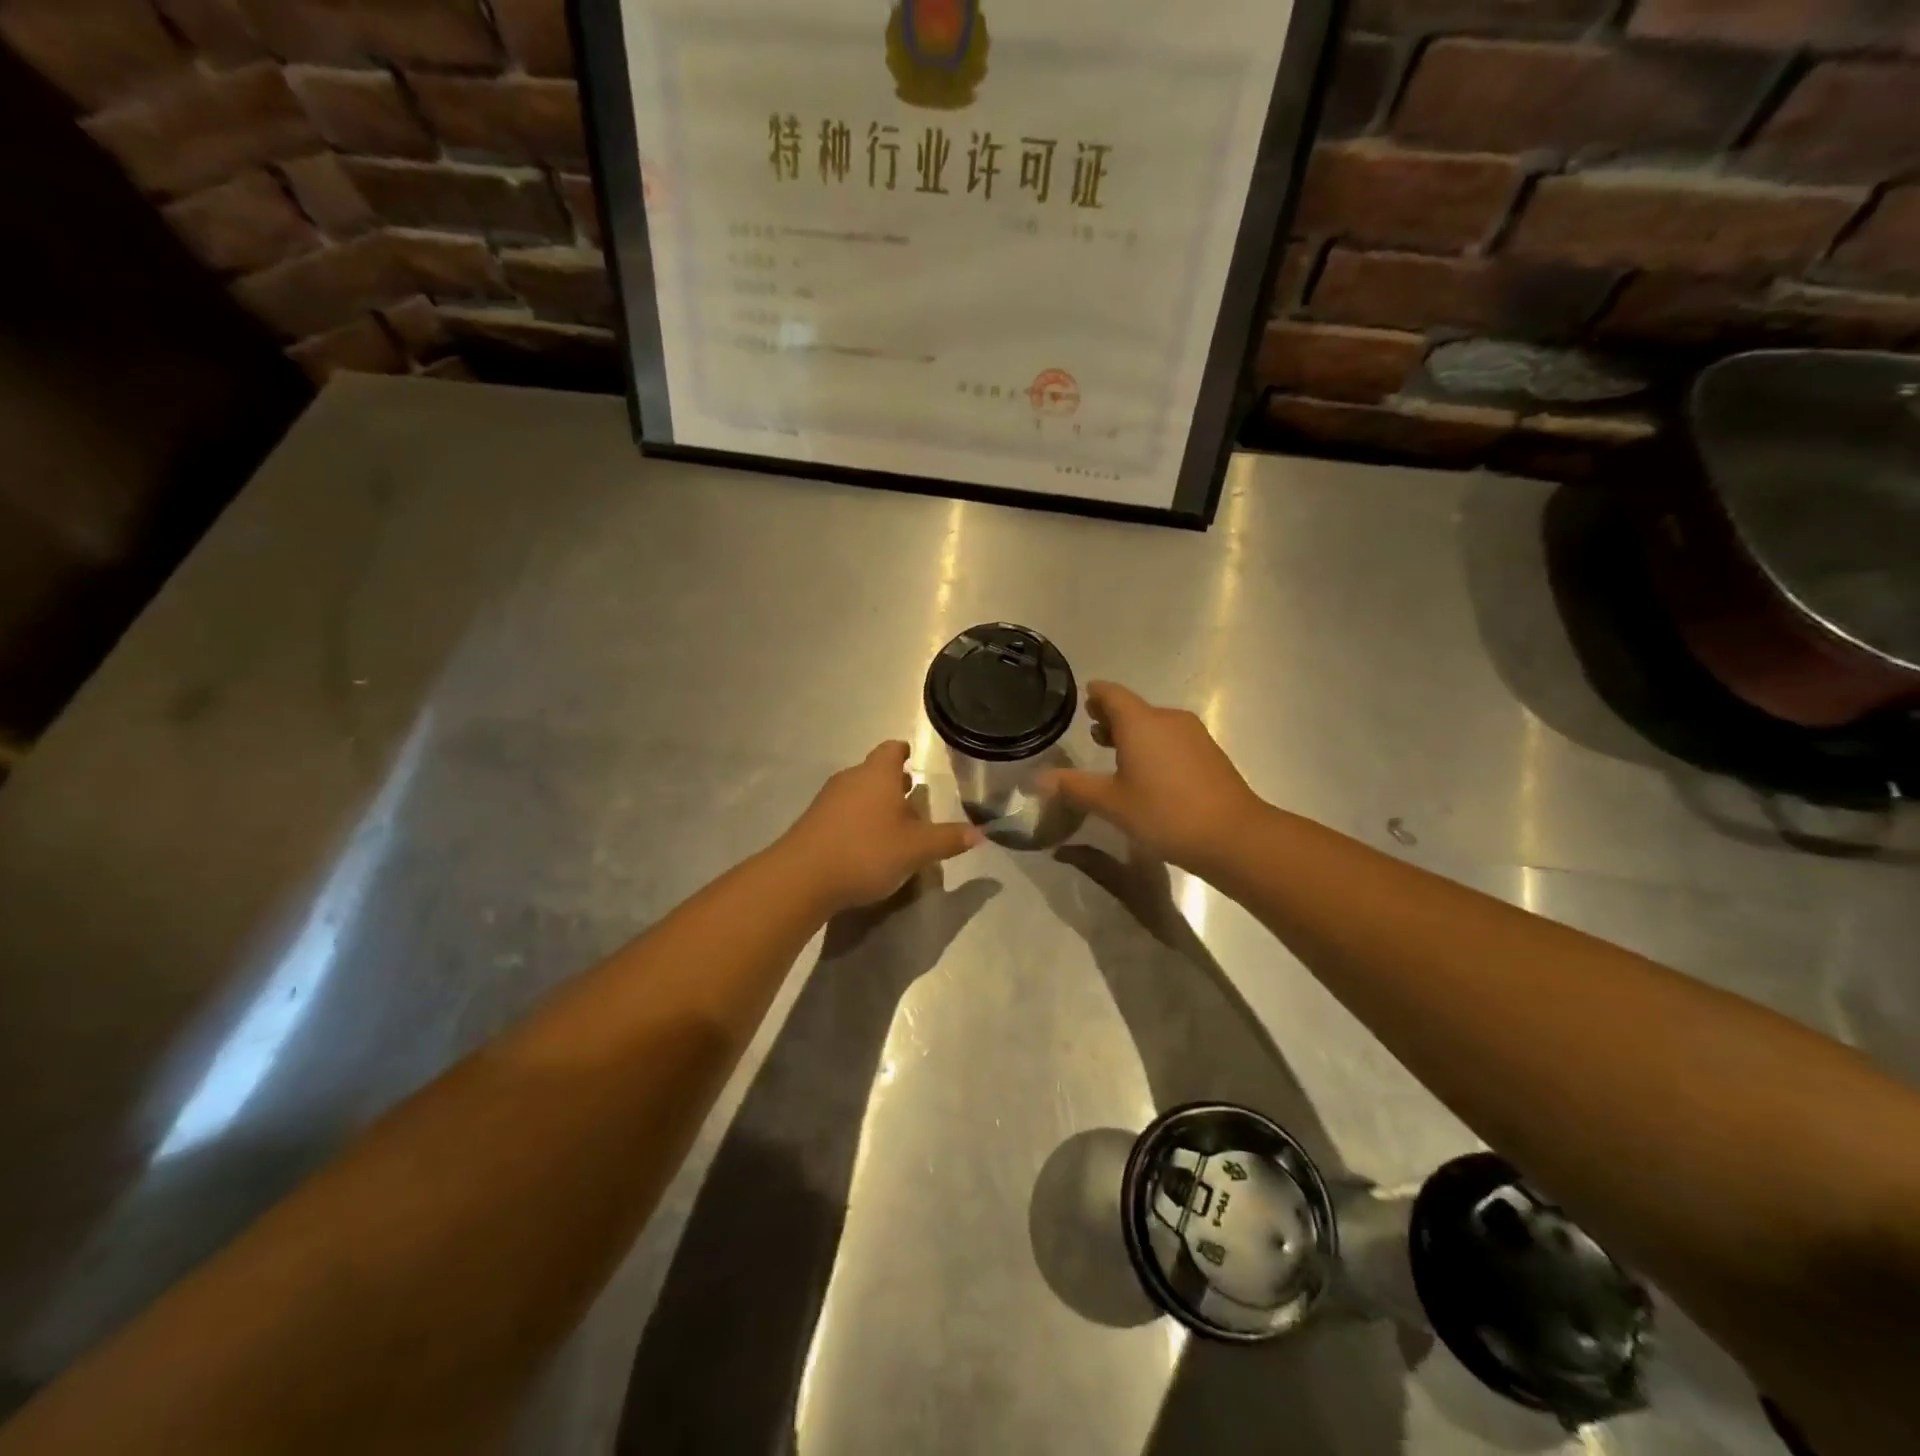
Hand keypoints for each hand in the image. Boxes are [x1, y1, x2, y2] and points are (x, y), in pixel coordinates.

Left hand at [778, 742, 981, 912]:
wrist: (802, 877)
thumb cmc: (867, 852)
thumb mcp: (917, 850)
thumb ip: (948, 839)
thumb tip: (981, 834)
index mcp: (877, 774)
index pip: (892, 749)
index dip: (904, 752)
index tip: (912, 758)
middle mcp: (851, 778)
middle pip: (874, 771)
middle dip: (893, 781)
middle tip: (911, 794)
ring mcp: (827, 800)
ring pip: (857, 792)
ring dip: (875, 802)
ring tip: (893, 822)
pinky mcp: (812, 822)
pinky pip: (842, 812)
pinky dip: (857, 820)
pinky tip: (866, 843)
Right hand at [1039, 682, 1264, 877]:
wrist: (1232, 836)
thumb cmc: (1164, 813)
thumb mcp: (1111, 803)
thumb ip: (1073, 787)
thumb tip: (1037, 779)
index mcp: (1140, 722)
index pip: (1111, 694)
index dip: (1095, 695)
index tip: (1084, 697)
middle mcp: (1167, 719)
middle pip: (1133, 709)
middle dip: (1112, 717)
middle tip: (1092, 730)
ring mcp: (1193, 735)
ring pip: (1154, 725)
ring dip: (1133, 734)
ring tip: (1115, 753)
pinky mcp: (1209, 754)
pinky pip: (1172, 740)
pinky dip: (1154, 746)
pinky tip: (1148, 773)